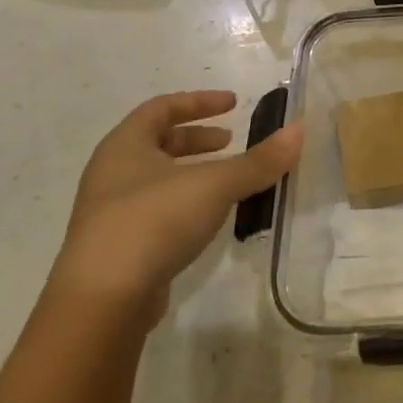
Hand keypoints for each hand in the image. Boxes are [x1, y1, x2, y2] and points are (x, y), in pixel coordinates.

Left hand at [49, 90, 301, 326]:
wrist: (103, 300)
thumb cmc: (154, 222)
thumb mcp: (214, 185)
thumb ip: (258, 161)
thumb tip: (299, 130)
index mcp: (124, 146)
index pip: (161, 108)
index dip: (199, 102)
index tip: (233, 104)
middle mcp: (111, 173)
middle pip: (156, 142)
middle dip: (197, 139)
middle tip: (231, 142)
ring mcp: (110, 212)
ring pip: (157, 178)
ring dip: (193, 172)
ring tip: (228, 180)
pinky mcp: (118, 247)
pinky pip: (157, 210)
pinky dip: (186, 203)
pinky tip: (209, 218)